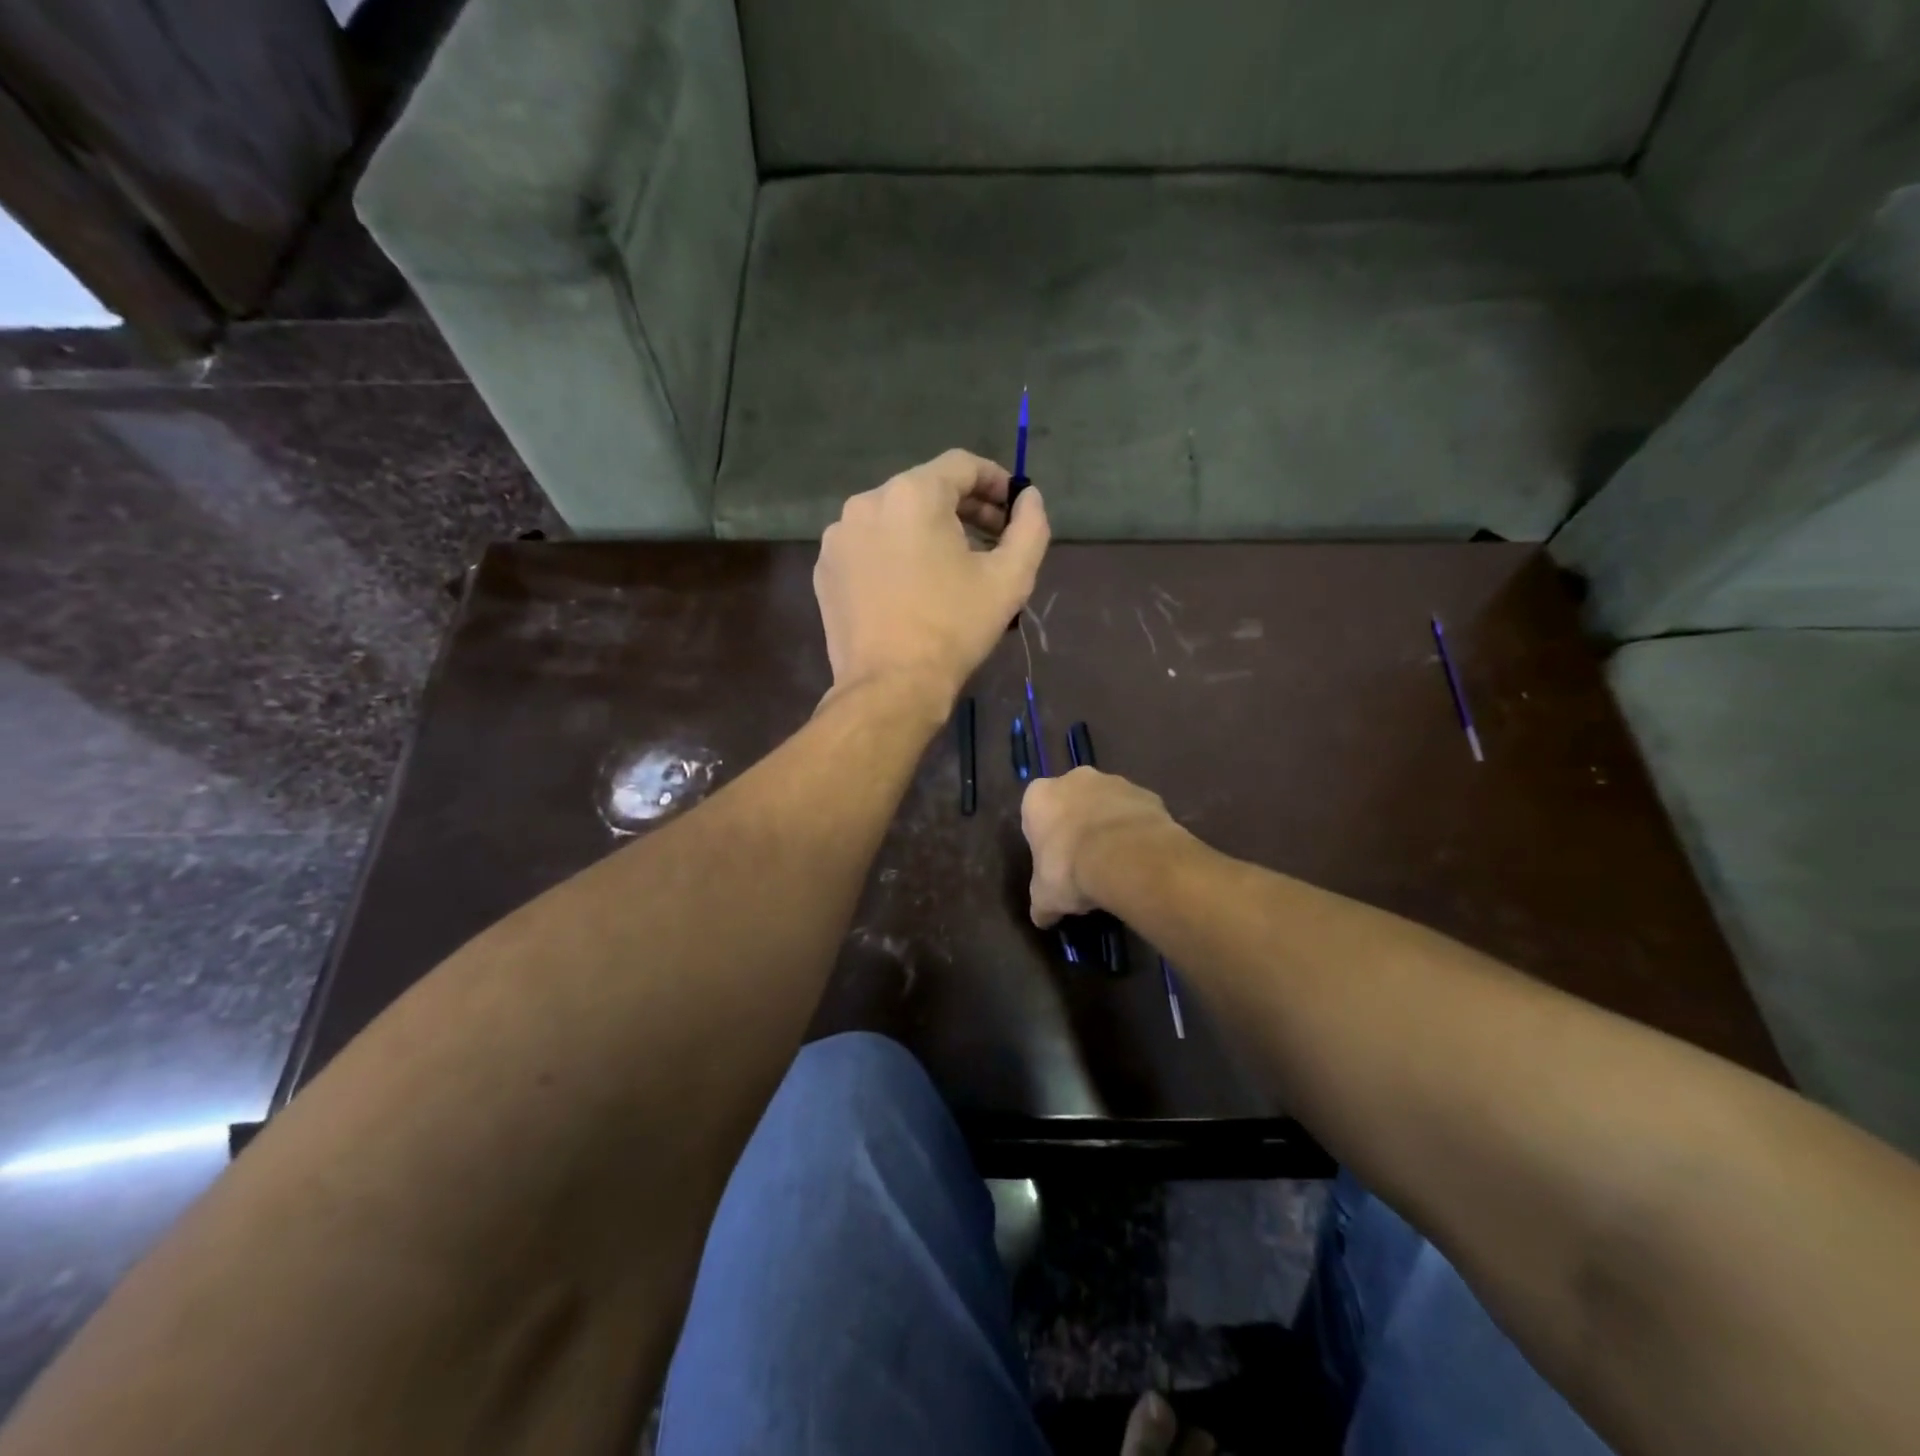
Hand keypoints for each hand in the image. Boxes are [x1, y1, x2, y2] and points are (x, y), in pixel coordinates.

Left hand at [814, 449, 1049, 702]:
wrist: (890, 687)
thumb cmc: (954, 629)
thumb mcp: (1011, 579)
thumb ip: (1030, 528)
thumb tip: (1029, 500)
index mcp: (912, 494)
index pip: (962, 466)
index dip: (995, 482)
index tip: (1014, 508)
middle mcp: (867, 502)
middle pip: (925, 489)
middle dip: (964, 509)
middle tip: (992, 541)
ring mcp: (839, 537)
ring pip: (894, 518)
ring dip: (927, 531)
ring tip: (952, 567)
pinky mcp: (825, 569)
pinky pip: (868, 546)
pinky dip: (894, 553)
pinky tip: (912, 587)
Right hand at [1022, 767, 1180, 926]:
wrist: (1126, 857)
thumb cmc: (1070, 870)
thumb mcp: (1045, 897)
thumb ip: (1042, 903)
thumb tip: (1042, 918)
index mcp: (1039, 796)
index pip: (1036, 813)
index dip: (1045, 838)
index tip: (1054, 862)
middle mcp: (1074, 779)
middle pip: (1073, 802)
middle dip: (1077, 825)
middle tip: (1085, 860)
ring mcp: (1114, 782)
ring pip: (1107, 804)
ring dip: (1109, 825)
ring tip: (1117, 863)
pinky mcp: (1147, 793)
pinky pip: (1137, 813)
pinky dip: (1137, 830)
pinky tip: (1140, 857)